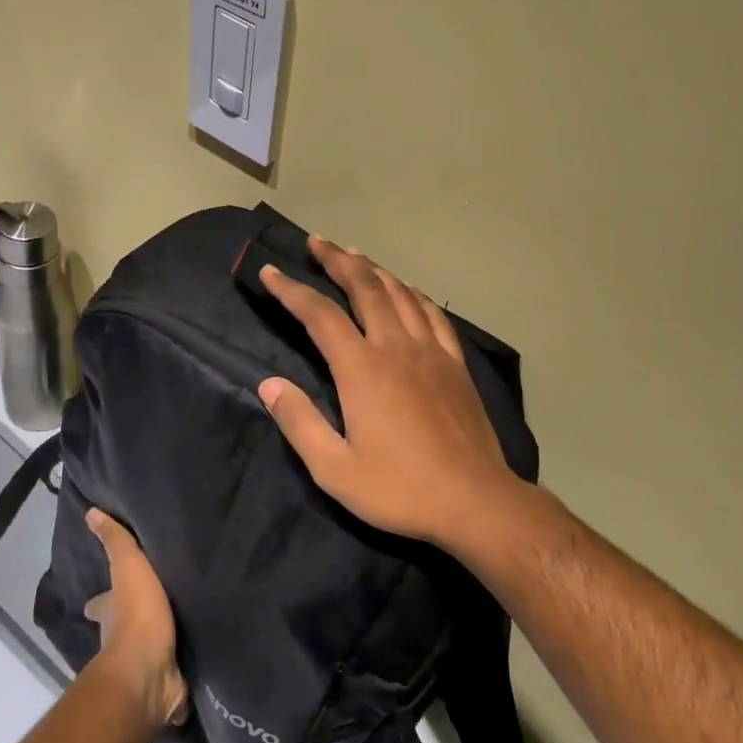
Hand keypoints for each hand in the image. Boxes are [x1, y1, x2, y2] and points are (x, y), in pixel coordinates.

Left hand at [83, 508, 187, 731]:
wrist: (150, 671)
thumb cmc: (136, 616)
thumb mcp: (128, 569)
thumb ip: (115, 542)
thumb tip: (90, 512)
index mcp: (109, 613)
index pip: (99, 603)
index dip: (100, 600)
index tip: (101, 596)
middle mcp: (120, 639)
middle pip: (122, 626)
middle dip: (130, 619)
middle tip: (151, 606)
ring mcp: (143, 662)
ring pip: (149, 646)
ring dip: (159, 638)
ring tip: (182, 623)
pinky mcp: (166, 679)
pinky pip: (174, 666)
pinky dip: (181, 661)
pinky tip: (198, 651)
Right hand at [257, 236, 525, 546]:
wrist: (474, 500)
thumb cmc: (400, 488)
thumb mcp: (335, 469)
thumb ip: (299, 422)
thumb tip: (269, 384)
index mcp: (361, 369)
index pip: (319, 314)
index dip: (291, 289)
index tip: (270, 271)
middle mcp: (396, 347)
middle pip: (364, 288)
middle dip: (337, 260)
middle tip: (317, 242)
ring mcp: (431, 351)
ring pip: (399, 293)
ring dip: (373, 269)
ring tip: (354, 254)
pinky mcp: (455, 363)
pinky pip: (432, 313)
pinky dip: (414, 293)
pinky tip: (407, 288)